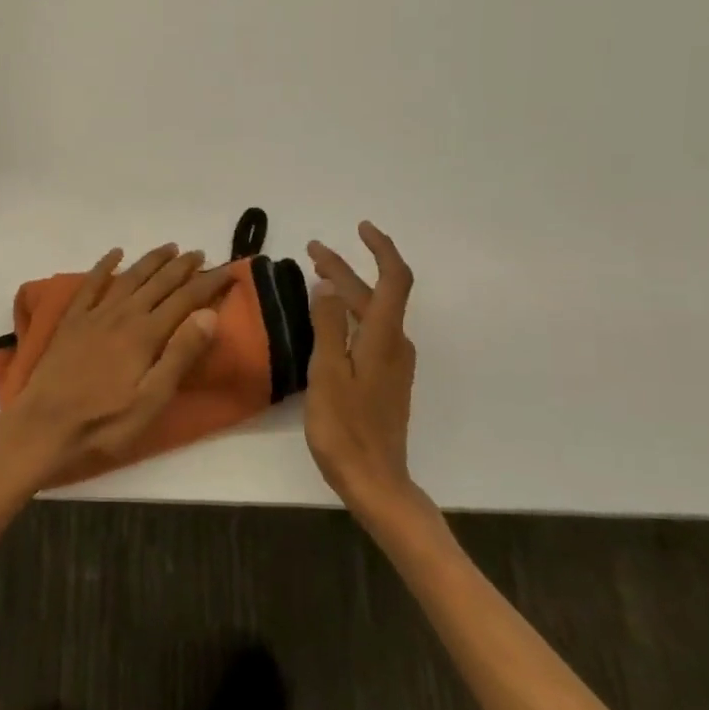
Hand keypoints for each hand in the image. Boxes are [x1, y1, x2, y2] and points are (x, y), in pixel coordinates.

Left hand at [0, 244, 231, 485]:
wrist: (43, 428)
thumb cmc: (104, 424)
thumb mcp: (152, 400)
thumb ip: (180, 355)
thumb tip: (208, 314)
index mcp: (146, 335)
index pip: (185, 300)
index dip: (208, 284)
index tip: (228, 270)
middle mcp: (122, 315)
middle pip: (158, 283)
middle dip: (182, 267)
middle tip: (200, 253)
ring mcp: (93, 316)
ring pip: (128, 278)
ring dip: (151, 261)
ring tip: (169, 248)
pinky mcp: (71, 322)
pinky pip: (90, 284)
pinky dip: (104, 266)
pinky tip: (115, 254)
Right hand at [305, 222, 420, 511]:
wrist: (375, 480)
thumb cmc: (346, 427)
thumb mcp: (328, 373)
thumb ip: (328, 326)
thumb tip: (327, 286)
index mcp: (385, 339)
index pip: (393, 279)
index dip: (381, 249)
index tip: (360, 228)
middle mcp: (395, 345)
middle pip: (376, 295)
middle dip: (346, 268)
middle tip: (313, 251)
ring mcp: (393, 363)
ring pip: (372, 313)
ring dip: (346, 290)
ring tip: (317, 277)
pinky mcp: (385, 379)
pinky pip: (369, 332)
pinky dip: (349, 314)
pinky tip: (329, 319)